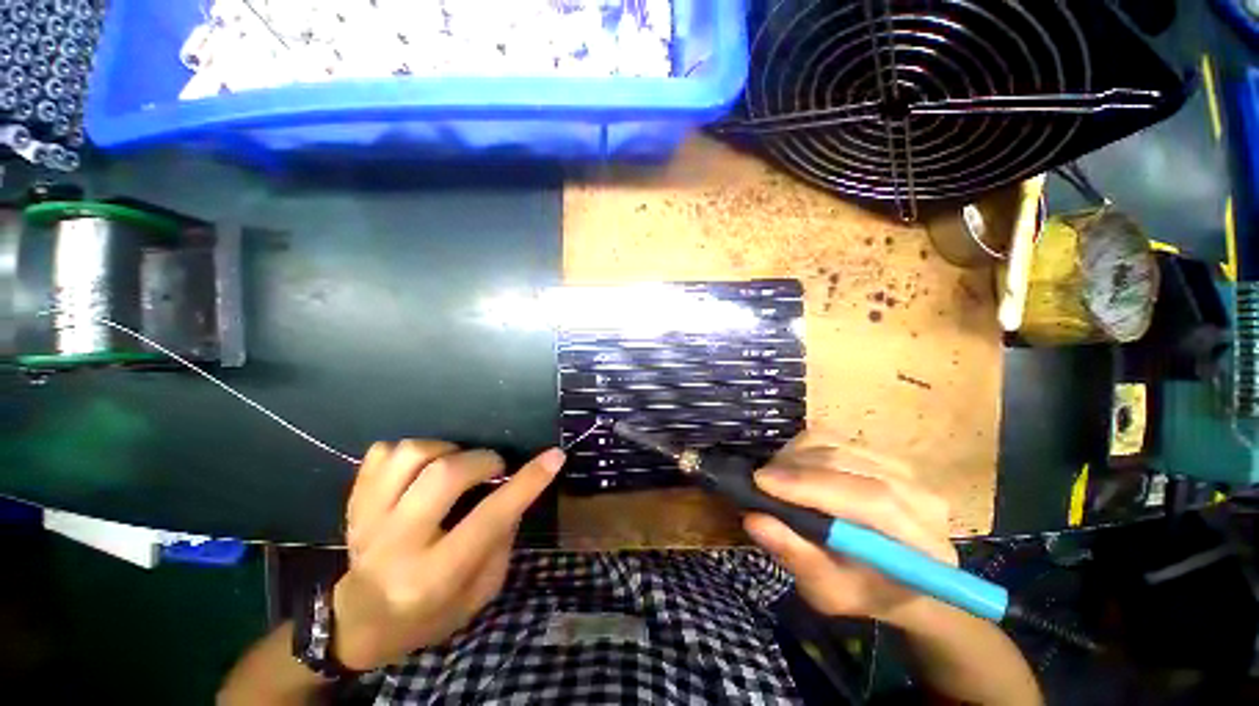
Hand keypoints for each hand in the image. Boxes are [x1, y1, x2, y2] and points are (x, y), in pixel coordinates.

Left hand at [332, 440, 564, 670]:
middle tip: (494, 468)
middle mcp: (397, 545)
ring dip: (446, 449)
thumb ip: (502, 539)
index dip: (528, 482)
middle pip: (444, 475)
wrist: (360, 623)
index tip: (555, 456)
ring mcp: (368, 520)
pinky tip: (422, 469)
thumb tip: (516, 489)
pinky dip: (410, 451)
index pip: (490, 518)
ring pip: (410, 455)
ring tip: (456, 464)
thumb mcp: (480, 592)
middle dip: (483, 460)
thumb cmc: (430, 614)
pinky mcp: (354, 503)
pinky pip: (382, 453)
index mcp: (435, 576)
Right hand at [744, 434, 955, 627]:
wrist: (897, 578)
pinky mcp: (881, 454)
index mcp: (921, 545)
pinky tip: (792, 468)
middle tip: (758, 480)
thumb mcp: (827, 591)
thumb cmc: (863, 592)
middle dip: (795, 469)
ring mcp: (904, 470)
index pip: (871, 500)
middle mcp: (921, 497)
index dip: (811, 486)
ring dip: (795, 457)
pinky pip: (834, 439)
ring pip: (837, 446)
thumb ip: (796, 556)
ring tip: (774, 478)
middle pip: (849, 464)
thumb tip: (754, 518)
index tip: (762, 483)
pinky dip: (803, 449)